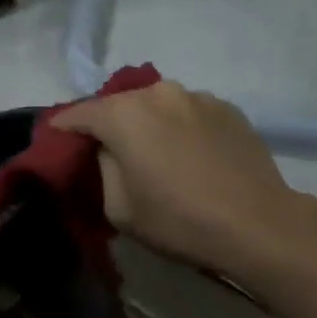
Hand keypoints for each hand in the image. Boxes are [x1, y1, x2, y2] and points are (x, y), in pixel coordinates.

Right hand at [52, 80, 295, 276]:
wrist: (258, 224)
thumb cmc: (179, 220)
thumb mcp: (119, 209)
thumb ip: (103, 168)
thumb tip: (108, 150)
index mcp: (123, 114)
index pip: (79, 112)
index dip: (64, 127)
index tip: (57, 139)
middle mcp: (158, 93)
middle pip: (119, 104)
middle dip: (109, 123)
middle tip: (110, 150)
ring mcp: (196, 96)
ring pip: (157, 105)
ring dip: (149, 123)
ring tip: (157, 152)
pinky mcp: (227, 108)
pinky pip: (189, 113)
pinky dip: (181, 127)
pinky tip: (191, 155)